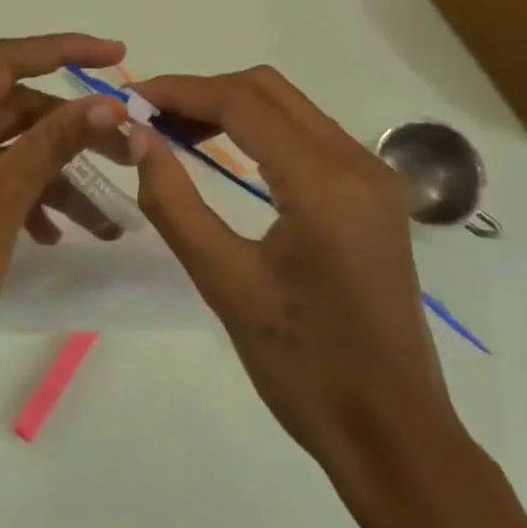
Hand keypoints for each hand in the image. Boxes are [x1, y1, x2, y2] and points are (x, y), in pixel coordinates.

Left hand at [0, 35, 127, 466]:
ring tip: (109, 216)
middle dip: (71, 129)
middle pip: (13, 109)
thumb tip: (110, 103)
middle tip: (129, 148)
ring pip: (14, 151)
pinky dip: (37, 199)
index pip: (0, 63)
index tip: (116, 55)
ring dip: (60, 174)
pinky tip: (62, 233)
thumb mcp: (1, 202)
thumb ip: (54, 143)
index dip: (60, 50)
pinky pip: (3, 184)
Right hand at [127, 68, 526, 527]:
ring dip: (232, 107)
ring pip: (291, 107)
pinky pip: (310, 136)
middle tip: (151, 118)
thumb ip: (174, 202)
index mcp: (324, 183)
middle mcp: (358, 162)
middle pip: (269, 90)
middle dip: (204, 92)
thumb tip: (139, 136)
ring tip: (177, 133)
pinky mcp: (376, 196)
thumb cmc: (304, 369)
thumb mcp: (225, 284)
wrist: (395, 437)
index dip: (181, 91)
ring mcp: (375, 177)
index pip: (242, 103)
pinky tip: (228, 156)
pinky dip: (262, 130)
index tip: (132, 98)